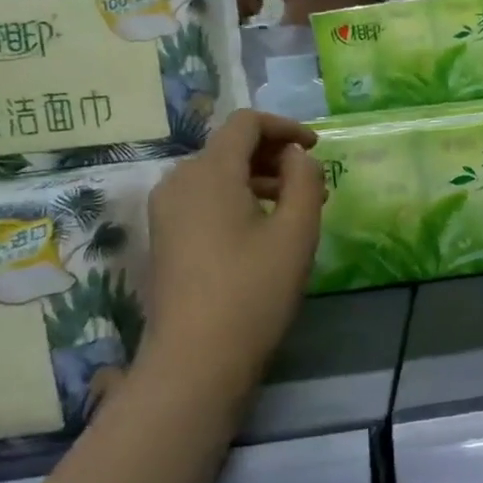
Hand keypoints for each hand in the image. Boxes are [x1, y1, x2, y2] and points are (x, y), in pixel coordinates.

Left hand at [139, 111, 324, 398]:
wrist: (196, 359)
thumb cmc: (254, 290)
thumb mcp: (296, 231)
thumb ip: (305, 181)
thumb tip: (296, 156)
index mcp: (209, 172)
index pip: (246, 123)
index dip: (285, 127)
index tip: (317, 148)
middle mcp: (178, 181)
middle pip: (229, 147)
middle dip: (274, 155)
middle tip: (312, 183)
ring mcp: (165, 211)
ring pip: (217, 174)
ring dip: (258, 179)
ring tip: (295, 207)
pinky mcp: (165, 238)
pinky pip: (204, 199)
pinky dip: (237, 199)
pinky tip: (263, 229)